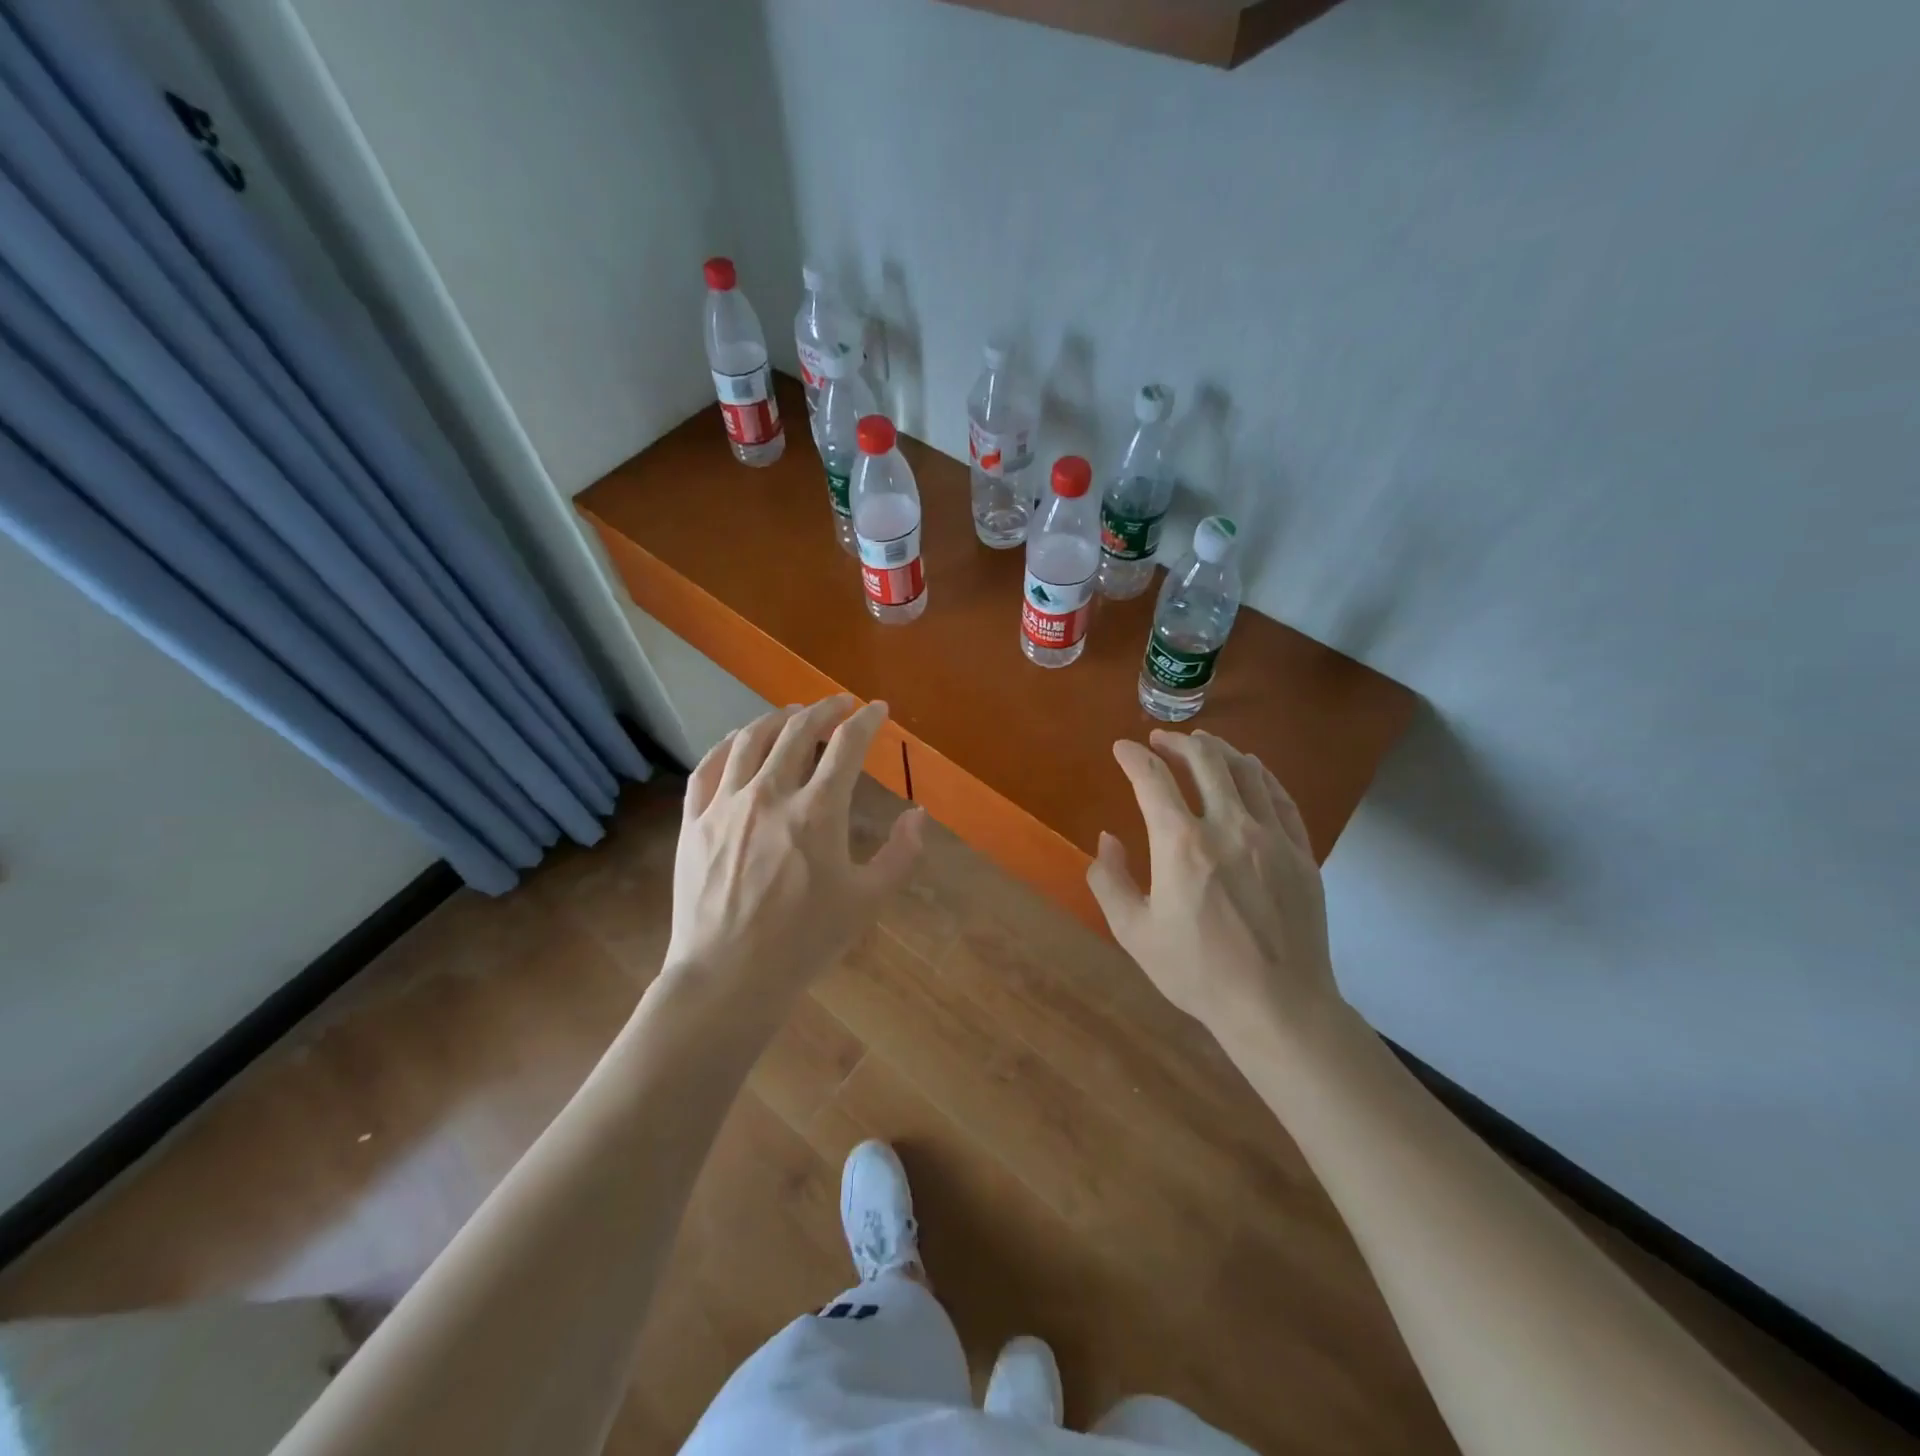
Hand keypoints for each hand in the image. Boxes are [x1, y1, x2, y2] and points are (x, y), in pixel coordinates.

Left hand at [663, 696, 924, 997]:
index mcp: (818, 811)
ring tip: (792, 713)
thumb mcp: (867, 901)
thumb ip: (901, 854)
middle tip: (839, 703)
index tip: (876, 709)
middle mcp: (770, 794)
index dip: (866, 720)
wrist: (728, 976)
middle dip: (823, 709)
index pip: (847, 745)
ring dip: (777, 718)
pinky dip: (727, 744)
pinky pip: (708, 767)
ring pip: (751, 740)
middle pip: (797, 731)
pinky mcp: (694, 822)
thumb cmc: (804, 941)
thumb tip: (918, 815)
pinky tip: (738, 741)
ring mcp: (726, 805)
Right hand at [1087, 729, 1340, 1039]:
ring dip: (1218, 749)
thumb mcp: (1134, 932)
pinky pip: (1279, 796)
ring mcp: (1271, 836)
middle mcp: (1228, 826)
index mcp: (1181, 844)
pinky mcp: (1301, 852)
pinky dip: (1260, 774)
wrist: (1278, 1006)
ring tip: (1202, 745)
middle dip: (1177, 742)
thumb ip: (1110, 880)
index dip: (1133, 757)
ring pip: (1245, 770)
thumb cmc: (1198, 972)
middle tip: (1160, 740)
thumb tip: (1108, 840)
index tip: (1121, 748)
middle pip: (1204, 760)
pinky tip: (1251, 770)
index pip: (1152, 779)